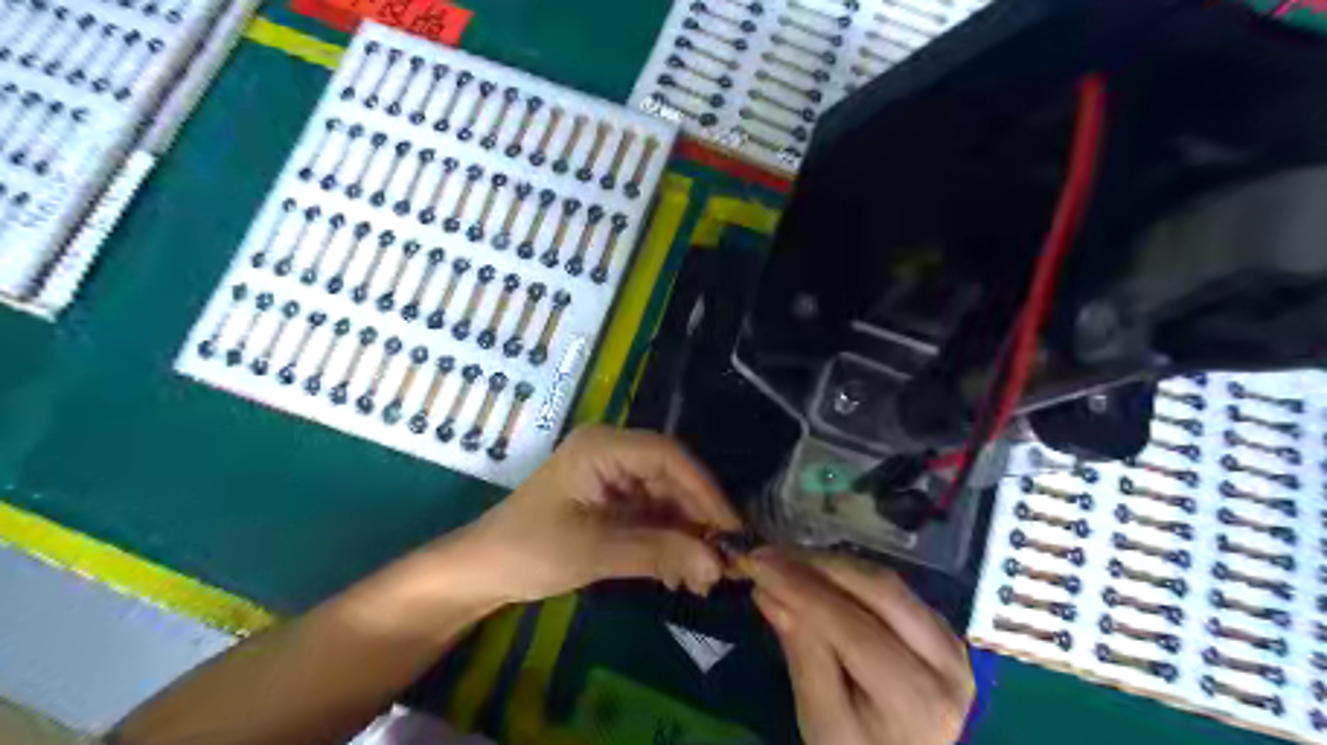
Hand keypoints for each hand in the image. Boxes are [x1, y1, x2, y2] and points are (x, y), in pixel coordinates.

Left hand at [439, 424, 740, 604]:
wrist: (482, 571)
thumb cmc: (528, 551)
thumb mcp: (594, 551)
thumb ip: (658, 552)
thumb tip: (718, 563)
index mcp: (602, 447)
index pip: (668, 456)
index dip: (705, 490)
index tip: (732, 529)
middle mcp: (612, 453)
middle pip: (672, 478)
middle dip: (698, 520)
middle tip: (725, 562)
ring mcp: (613, 477)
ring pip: (667, 499)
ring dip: (687, 537)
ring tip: (705, 577)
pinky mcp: (613, 501)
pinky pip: (653, 515)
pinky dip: (669, 543)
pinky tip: (681, 574)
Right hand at [746, 548, 970, 743]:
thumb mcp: (822, 722)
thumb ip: (802, 655)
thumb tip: (769, 591)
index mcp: (919, 700)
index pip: (853, 628)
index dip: (802, 589)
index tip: (757, 564)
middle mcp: (947, 662)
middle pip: (879, 591)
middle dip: (817, 565)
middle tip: (767, 555)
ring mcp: (950, 640)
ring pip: (887, 582)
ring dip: (831, 564)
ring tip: (783, 560)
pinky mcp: (941, 627)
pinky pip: (892, 588)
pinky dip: (848, 575)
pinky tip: (814, 572)